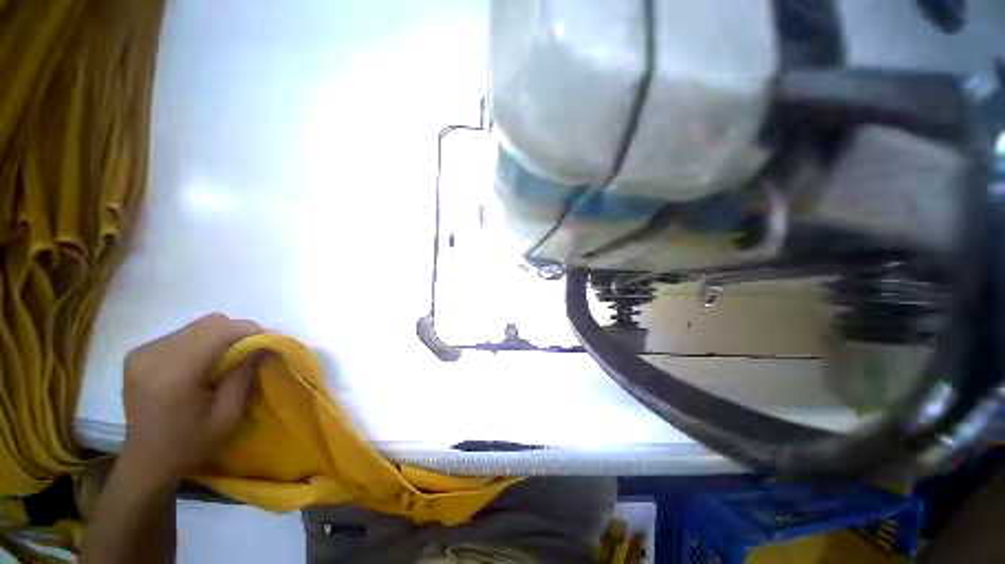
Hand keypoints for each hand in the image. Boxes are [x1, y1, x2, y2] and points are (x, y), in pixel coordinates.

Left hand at [120, 314, 261, 484]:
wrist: (146, 461)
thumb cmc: (190, 443)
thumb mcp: (228, 414)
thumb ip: (244, 375)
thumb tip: (263, 345)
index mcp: (174, 373)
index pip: (219, 330)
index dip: (249, 331)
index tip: (265, 343)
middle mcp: (154, 355)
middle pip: (208, 323)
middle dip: (234, 333)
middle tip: (246, 354)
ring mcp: (142, 352)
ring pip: (196, 327)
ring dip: (216, 338)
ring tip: (222, 361)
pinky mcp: (138, 353)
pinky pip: (181, 334)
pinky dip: (199, 343)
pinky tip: (198, 365)